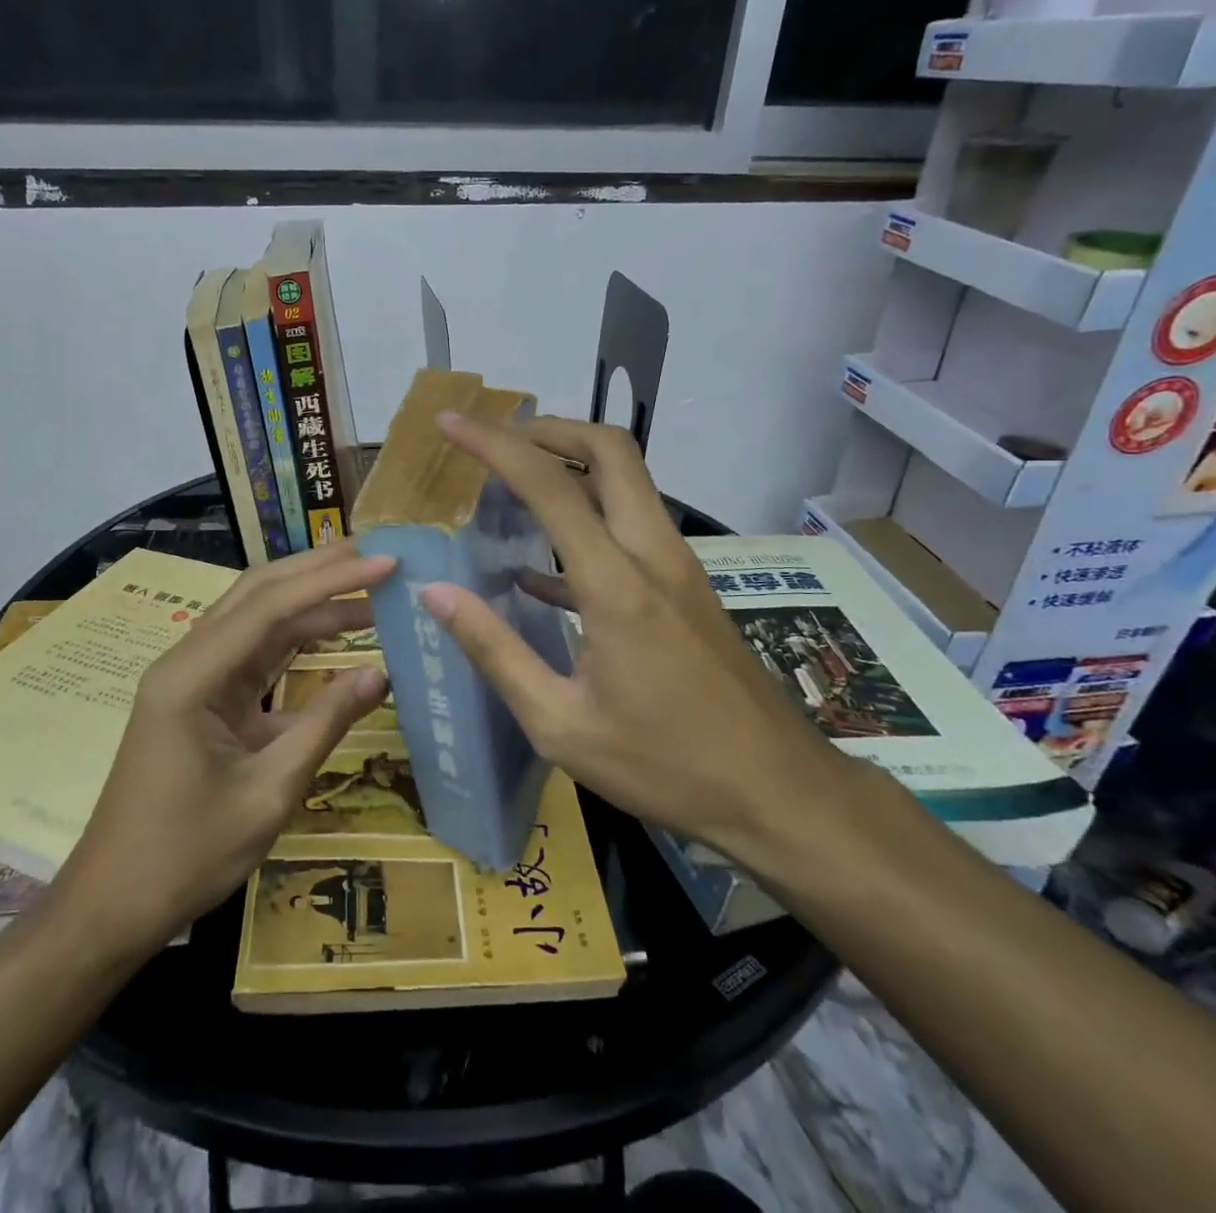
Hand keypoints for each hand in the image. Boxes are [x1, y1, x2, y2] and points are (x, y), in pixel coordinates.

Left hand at [48, 543, 393, 958]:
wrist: (113, 905)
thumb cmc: (186, 855)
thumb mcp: (268, 793)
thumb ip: (325, 725)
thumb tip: (381, 674)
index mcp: (191, 677)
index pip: (270, 606)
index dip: (332, 580)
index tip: (385, 565)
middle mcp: (187, 661)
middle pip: (258, 594)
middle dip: (319, 571)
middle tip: (378, 558)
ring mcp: (193, 678)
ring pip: (257, 618)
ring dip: (311, 600)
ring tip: (369, 586)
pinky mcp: (204, 698)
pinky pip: (255, 653)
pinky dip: (297, 638)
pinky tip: (334, 630)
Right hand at [418, 415, 856, 870]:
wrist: (779, 793)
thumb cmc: (665, 766)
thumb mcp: (561, 724)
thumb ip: (495, 651)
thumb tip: (436, 593)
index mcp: (616, 584)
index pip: (549, 485)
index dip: (494, 444)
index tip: (451, 422)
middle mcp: (652, 555)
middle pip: (609, 451)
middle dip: (547, 430)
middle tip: (494, 442)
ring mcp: (677, 567)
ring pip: (627, 480)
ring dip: (570, 465)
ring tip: (511, 487)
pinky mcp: (686, 587)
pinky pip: (632, 525)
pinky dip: (587, 517)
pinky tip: (540, 567)